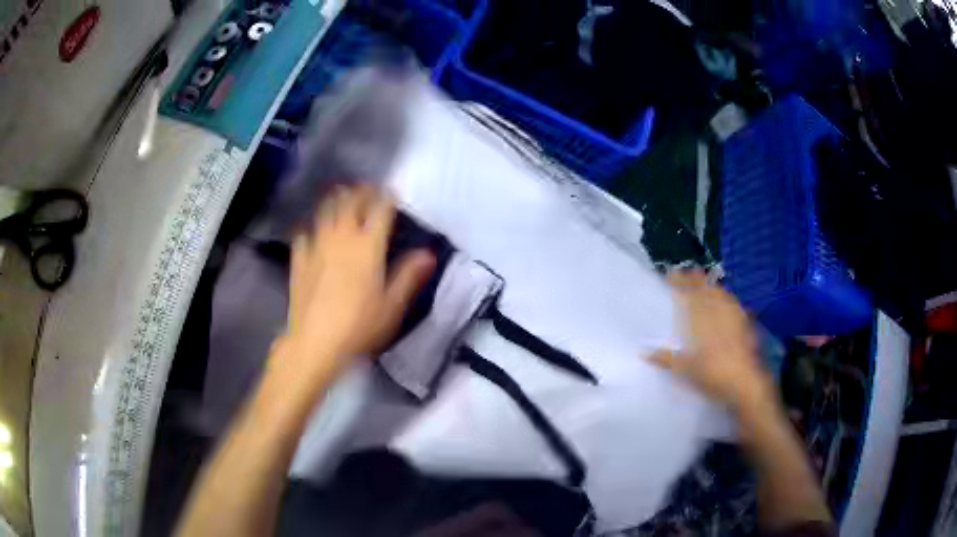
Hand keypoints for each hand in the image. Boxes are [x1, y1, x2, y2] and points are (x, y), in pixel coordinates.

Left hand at [277, 186, 434, 379]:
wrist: (315, 342)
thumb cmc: (360, 325)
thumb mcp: (392, 305)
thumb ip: (409, 275)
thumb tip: (428, 253)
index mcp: (368, 246)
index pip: (380, 210)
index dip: (386, 197)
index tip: (391, 191)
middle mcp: (341, 238)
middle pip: (350, 203)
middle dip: (360, 192)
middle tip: (366, 188)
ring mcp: (317, 246)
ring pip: (325, 212)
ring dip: (335, 200)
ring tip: (340, 195)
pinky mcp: (299, 260)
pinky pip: (303, 235)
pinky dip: (310, 228)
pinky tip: (311, 231)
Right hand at [649, 269, 772, 411]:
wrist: (744, 383)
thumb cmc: (712, 375)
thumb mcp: (685, 370)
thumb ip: (666, 359)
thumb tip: (644, 352)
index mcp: (700, 319)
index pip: (688, 293)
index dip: (679, 282)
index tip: (670, 273)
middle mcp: (717, 312)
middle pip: (706, 289)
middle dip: (696, 279)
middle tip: (687, 272)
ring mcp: (733, 316)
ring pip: (721, 294)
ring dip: (712, 286)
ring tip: (705, 283)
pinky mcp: (745, 324)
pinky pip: (733, 304)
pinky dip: (727, 298)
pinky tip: (727, 301)